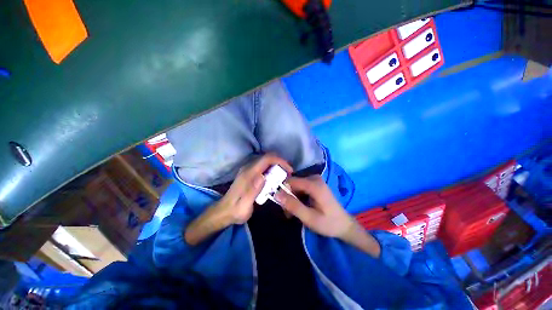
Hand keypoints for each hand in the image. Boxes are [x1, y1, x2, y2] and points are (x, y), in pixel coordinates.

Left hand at [218, 154, 292, 224]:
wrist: (224, 211)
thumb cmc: (236, 210)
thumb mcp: (245, 205)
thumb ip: (253, 191)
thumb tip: (264, 176)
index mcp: (248, 174)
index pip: (266, 159)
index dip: (280, 161)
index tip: (289, 170)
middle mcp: (248, 168)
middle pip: (267, 158)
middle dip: (280, 163)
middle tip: (289, 173)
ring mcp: (248, 170)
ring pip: (265, 161)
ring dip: (277, 166)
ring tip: (285, 176)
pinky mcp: (249, 173)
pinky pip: (263, 166)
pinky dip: (272, 169)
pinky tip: (275, 178)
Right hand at [274, 176, 354, 238]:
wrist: (344, 225)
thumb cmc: (328, 223)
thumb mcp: (309, 218)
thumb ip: (293, 205)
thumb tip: (276, 194)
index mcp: (314, 185)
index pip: (290, 181)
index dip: (283, 191)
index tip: (282, 205)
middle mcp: (314, 178)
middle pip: (293, 184)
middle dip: (288, 197)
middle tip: (288, 213)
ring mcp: (315, 180)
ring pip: (295, 186)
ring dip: (292, 199)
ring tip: (293, 213)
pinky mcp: (315, 184)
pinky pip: (300, 188)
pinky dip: (297, 197)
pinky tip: (299, 208)